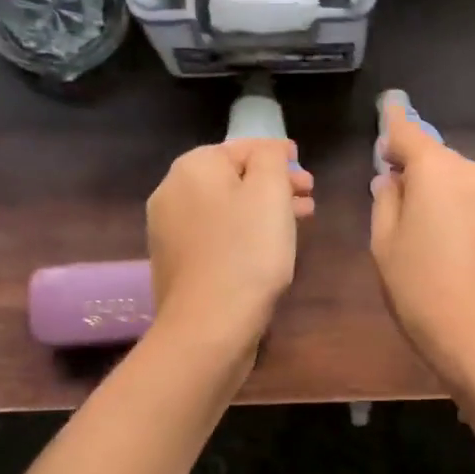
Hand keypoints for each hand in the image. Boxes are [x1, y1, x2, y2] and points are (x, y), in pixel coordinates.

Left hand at [147, 139, 314, 356]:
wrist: (208, 326)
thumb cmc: (247, 254)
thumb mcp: (270, 193)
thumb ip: (271, 160)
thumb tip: (268, 151)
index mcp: (193, 168)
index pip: (241, 147)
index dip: (276, 154)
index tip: (302, 164)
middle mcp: (172, 192)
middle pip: (231, 179)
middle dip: (271, 184)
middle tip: (307, 197)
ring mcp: (168, 231)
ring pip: (224, 209)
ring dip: (260, 211)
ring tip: (296, 223)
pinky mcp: (175, 263)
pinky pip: (215, 235)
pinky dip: (241, 233)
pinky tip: (264, 249)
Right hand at [369, 100, 474, 429]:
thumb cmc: (422, 292)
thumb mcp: (384, 246)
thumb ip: (385, 202)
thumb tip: (392, 180)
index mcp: (437, 170)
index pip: (408, 132)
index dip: (392, 124)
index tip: (385, 111)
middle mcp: (473, 172)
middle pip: (435, 157)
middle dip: (412, 167)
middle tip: (389, 195)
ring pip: (455, 179)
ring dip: (434, 190)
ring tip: (415, 230)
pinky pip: (472, 201)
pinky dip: (453, 208)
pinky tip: (442, 242)